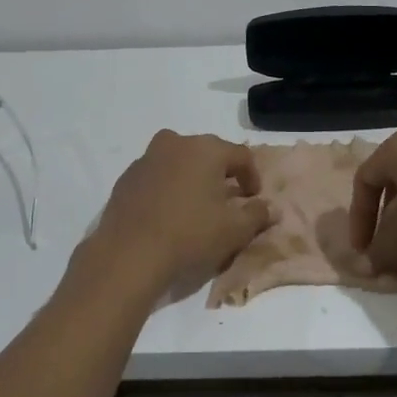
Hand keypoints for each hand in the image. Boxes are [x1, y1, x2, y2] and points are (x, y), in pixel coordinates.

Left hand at [92, 131, 272, 290]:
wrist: (129, 253)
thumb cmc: (190, 235)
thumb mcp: (234, 230)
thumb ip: (257, 215)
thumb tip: (270, 208)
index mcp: (206, 149)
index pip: (241, 155)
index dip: (252, 177)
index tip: (253, 199)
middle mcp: (176, 143)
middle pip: (208, 153)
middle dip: (221, 173)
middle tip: (227, 200)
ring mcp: (147, 158)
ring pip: (179, 161)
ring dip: (192, 177)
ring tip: (196, 205)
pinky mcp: (127, 177)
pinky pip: (156, 175)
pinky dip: (167, 186)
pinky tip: (168, 212)